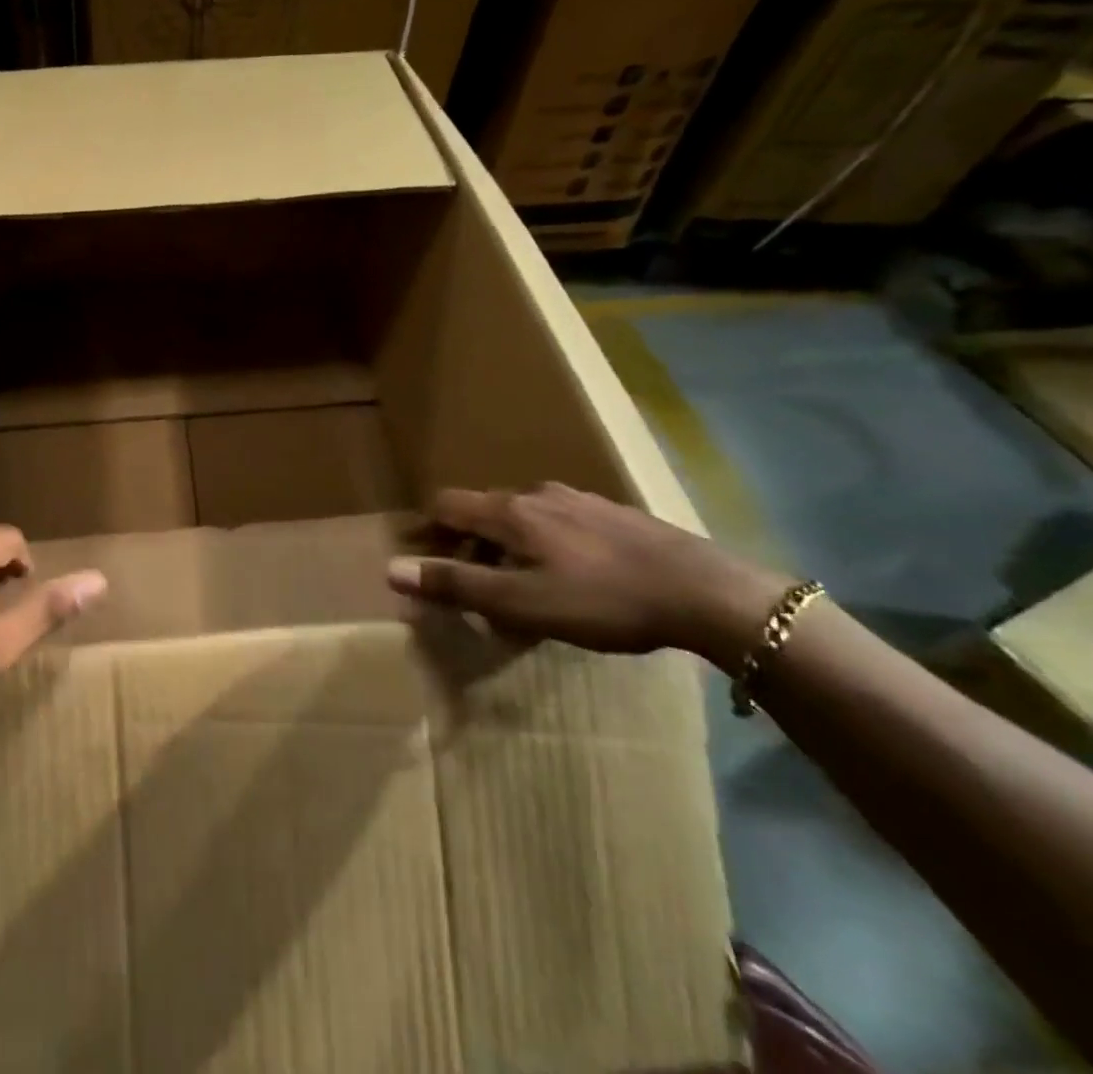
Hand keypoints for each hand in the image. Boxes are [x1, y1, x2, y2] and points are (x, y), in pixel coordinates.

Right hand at [386, 481, 789, 661]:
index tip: (420, 557)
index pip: (446, 504)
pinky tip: (571, 580)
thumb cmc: (602, 600)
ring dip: (508, 548)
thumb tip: (391, 570)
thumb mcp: (520, 603)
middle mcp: (538, 495)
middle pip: (484, 511)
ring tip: (522, 589)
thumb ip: (455, 585)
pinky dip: (546, 547)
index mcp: (510, 512)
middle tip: (472, 587)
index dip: (426, 528)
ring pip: (525, 519)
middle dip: (468, 545)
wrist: (707, 593)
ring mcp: (581, 501)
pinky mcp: (616, 516)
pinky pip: (561, 525)